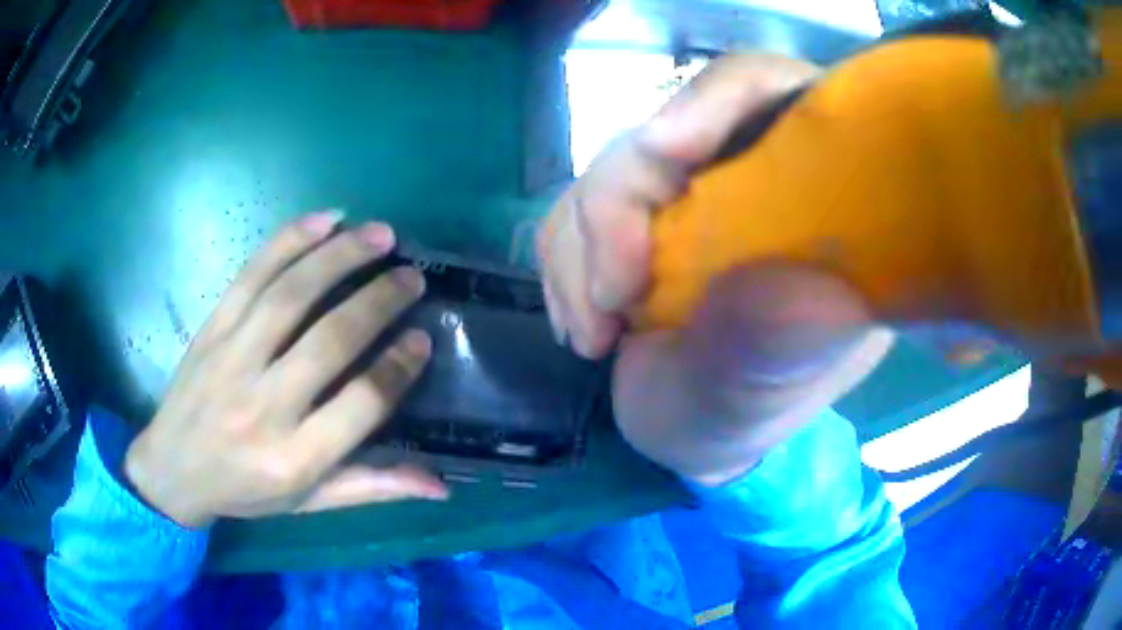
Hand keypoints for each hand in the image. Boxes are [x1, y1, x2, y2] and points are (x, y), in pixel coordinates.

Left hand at [125, 212, 447, 528]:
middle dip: (378, 302)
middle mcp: (263, 406)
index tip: (421, 338)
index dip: (397, 368)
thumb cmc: (245, 491)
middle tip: (412, 277)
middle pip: (329, 341)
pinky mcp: (212, 329)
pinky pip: (252, 275)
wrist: (172, 469)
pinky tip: (325, 220)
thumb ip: (372, 488)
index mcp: (293, 459)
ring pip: (291, 295)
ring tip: (381, 235)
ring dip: (340, 257)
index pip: (360, 405)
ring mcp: (232, 359)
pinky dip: (289, 241)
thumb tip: (442, 486)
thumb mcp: (310, 503)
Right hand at [538, 52, 882, 484]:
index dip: (715, 100)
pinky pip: (574, 210)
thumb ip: (779, 345)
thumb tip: (786, 282)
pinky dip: (562, 267)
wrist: (695, 433)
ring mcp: (687, 193)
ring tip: (595, 337)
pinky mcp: (635, 219)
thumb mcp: (769, 393)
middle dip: (618, 207)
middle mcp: (749, 175)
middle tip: (611, 299)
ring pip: (608, 170)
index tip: (660, 149)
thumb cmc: (746, 413)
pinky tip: (584, 328)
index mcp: (812, 195)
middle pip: (669, 128)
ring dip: (579, 252)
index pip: (773, 93)